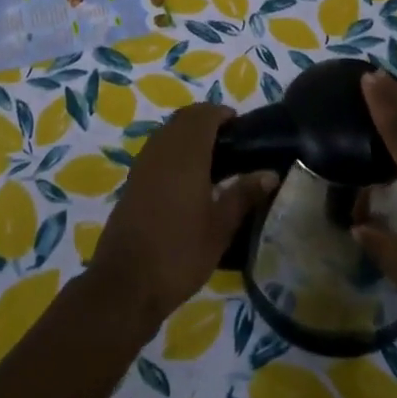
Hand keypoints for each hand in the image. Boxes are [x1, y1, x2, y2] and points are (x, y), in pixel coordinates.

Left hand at [89, 103, 278, 331]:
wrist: (126, 283)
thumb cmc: (180, 252)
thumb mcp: (220, 227)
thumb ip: (244, 195)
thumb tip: (270, 173)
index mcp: (186, 154)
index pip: (204, 115)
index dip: (223, 114)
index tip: (242, 128)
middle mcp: (161, 149)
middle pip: (184, 119)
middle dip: (206, 121)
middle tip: (231, 143)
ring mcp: (142, 164)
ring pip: (168, 132)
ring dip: (188, 135)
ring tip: (213, 160)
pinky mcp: (132, 181)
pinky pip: (156, 150)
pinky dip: (173, 151)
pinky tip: (188, 180)